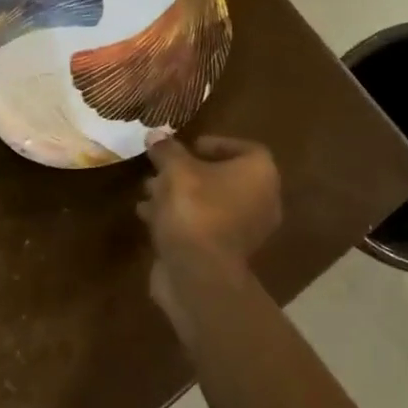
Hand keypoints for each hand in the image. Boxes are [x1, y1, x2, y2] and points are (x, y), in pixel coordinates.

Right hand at [139, 136, 281, 333]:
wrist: (198, 273)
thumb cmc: (195, 210)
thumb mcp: (175, 171)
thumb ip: (166, 150)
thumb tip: (155, 135)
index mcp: (259, 175)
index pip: (246, 149)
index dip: (217, 144)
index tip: (188, 146)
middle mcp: (261, 201)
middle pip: (223, 177)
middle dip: (187, 172)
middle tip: (160, 168)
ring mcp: (244, 231)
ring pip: (209, 203)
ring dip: (178, 195)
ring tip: (147, 191)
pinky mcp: (224, 253)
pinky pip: (202, 225)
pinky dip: (179, 218)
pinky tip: (147, 216)